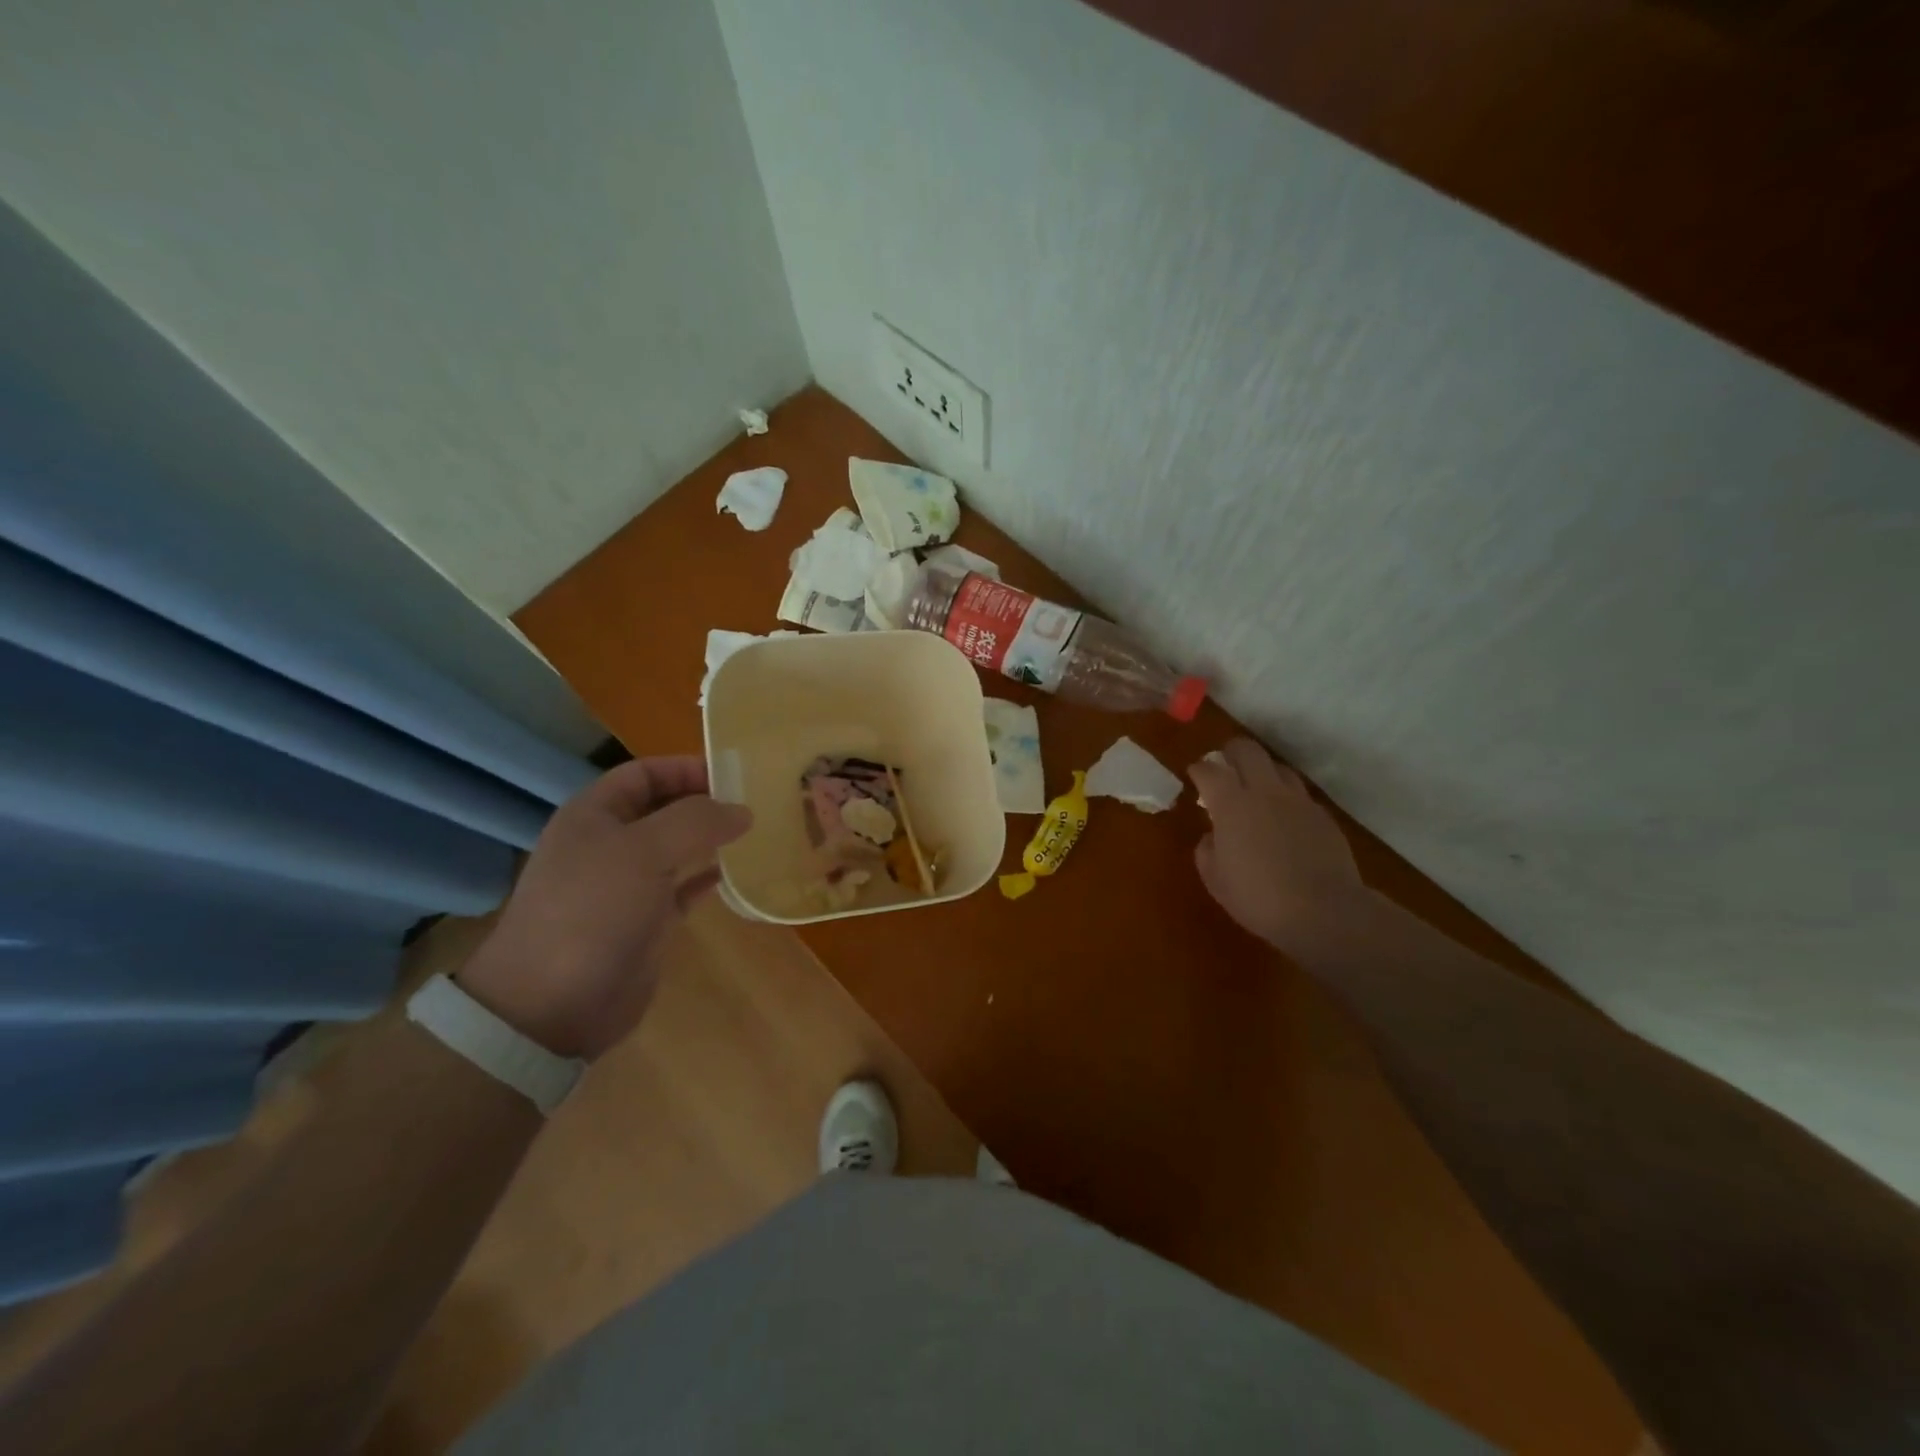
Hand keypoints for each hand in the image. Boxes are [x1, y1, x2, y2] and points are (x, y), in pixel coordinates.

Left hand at [457, 756, 751, 1058]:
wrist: (553, 1004)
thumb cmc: (593, 909)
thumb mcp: (645, 850)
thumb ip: (697, 821)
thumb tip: (742, 810)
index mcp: (594, 815)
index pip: (644, 773)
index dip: (685, 768)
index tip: (733, 775)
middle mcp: (608, 844)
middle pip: (662, 809)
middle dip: (703, 803)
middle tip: (752, 803)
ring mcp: (625, 886)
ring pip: (674, 849)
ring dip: (709, 840)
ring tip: (753, 834)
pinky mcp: (643, 923)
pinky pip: (681, 889)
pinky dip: (705, 879)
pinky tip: (734, 875)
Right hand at [1188, 738, 1365, 952]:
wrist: (1325, 912)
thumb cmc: (1258, 898)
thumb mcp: (1215, 879)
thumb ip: (1207, 850)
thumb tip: (1212, 835)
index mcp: (1231, 804)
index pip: (1209, 770)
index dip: (1198, 769)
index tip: (1194, 774)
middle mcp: (1265, 792)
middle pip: (1247, 750)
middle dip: (1231, 752)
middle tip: (1224, 765)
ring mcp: (1298, 801)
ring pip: (1278, 767)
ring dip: (1263, 772)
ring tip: (1257, 790)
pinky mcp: (1323, 816)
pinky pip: (1300, 795)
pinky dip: (1286, 799)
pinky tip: (1285, 820)